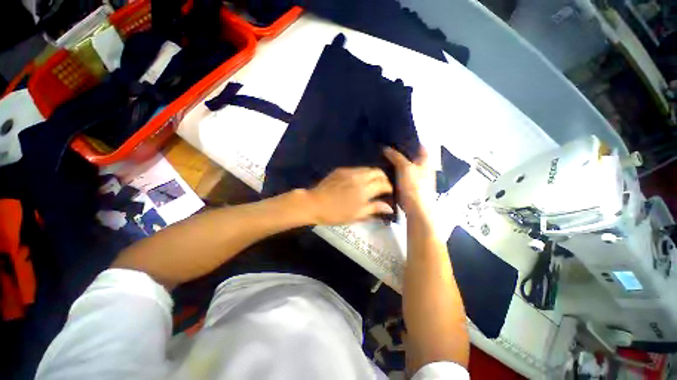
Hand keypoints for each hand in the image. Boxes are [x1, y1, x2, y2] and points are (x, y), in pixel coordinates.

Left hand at [307, 167, 393, 224]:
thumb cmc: (335, 213)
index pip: (383, 184)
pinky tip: (358, 181)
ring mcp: (349, 172)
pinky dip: (362, 174)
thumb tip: (389, 207)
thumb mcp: (356, 215)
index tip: (389, 193)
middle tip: (382, 187)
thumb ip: (374, 208)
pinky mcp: (341, 170)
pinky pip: (357, 169)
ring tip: (371, 184)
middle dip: (383, 178)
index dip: (389, 188)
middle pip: (377, 172)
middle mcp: (359, 177)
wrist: (314, 204)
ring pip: (367, 169)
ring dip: (373, 175)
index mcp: (364, 190)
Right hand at [384, 146, 433, 216]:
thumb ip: (396, 157)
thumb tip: (386, 148)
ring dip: (396, 164)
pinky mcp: (409, 187)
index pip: (420, 146)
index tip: (398, 138)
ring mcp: (416, 179)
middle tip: (387, 148)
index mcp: (425, 161)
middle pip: (411, 157)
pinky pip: (401, 177)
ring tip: (383, 158)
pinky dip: (394, 174)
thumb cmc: (414, 186)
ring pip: (405, 167)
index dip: (411, 141)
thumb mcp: (404, 168)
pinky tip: (385, 172)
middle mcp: (423, 169)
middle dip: (400, 152)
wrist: (416, 209)